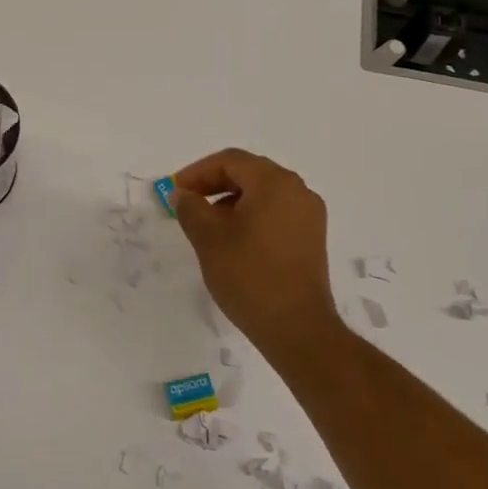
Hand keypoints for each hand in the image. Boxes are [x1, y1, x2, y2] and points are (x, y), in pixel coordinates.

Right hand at [170, 149, 339, 355]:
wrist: (297, 328)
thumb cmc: (249, 276)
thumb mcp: (208, 238)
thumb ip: (190, 208)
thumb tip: (183, 194)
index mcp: (274, 183)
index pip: (230, 161)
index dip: (198, 172)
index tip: (176, 191)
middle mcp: (297, 191)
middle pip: (249, 172)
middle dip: (214, 183)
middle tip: (187, 202)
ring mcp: (309, 215)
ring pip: (263, 193)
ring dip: (231, 200)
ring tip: (207, 224)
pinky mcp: (311, 237)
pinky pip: (276, 211)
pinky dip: (251, 215)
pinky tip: (233, 239)